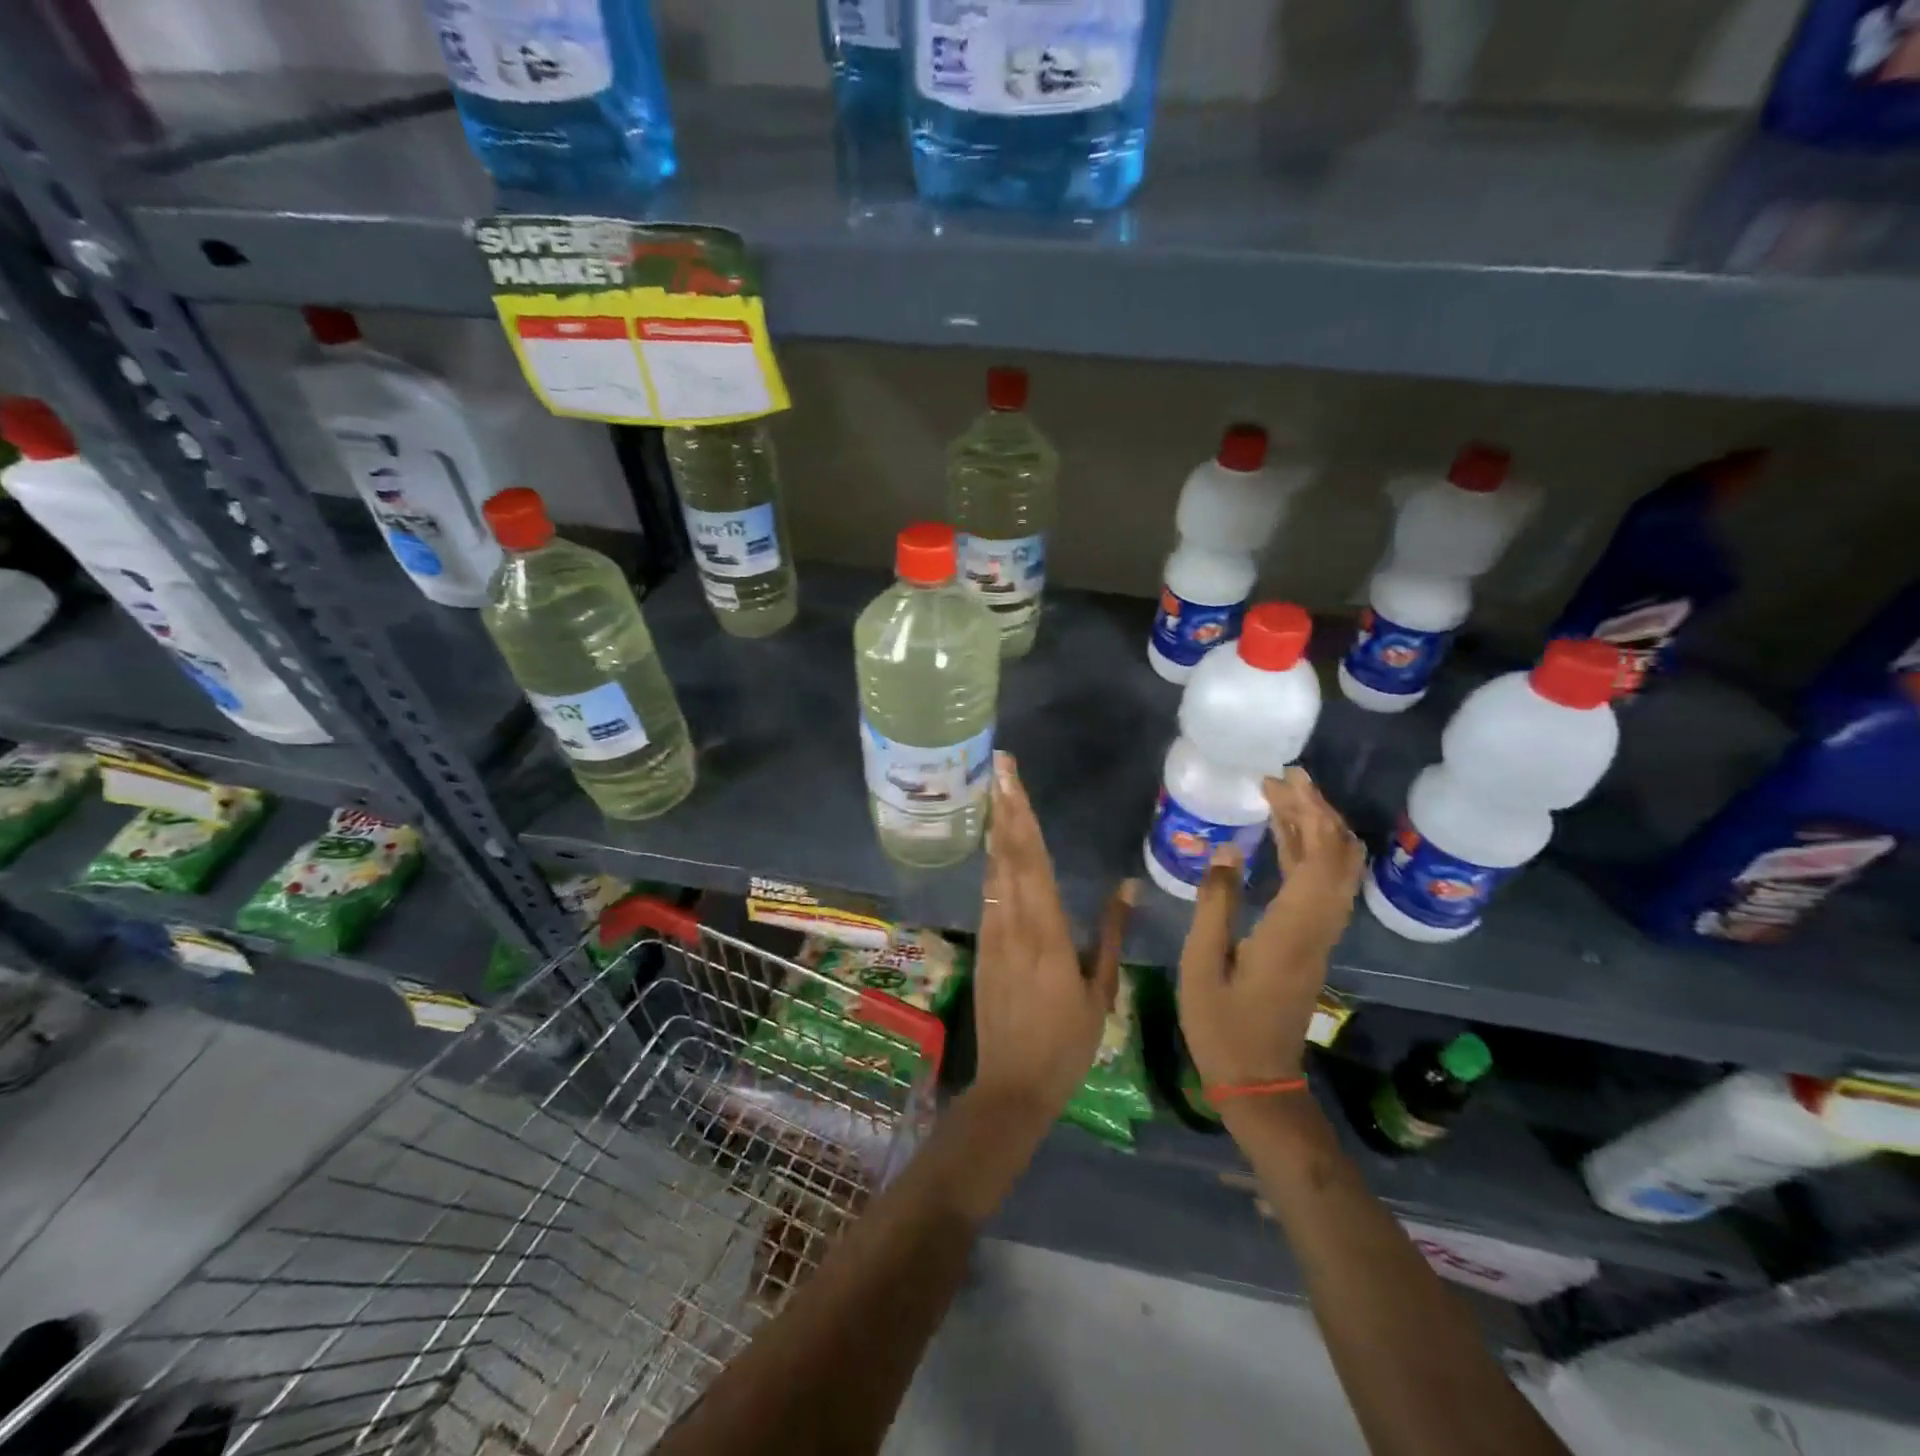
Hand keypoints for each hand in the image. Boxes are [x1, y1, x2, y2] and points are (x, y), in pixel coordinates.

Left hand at [973, 752, 1135, 1124]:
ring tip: (998, 792)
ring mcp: (992, 933)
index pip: (1031, 859)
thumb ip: (1111, 934)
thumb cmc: (1066, 1043)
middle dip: (1004, 806)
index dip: (1021, 814)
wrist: (1013, 1085)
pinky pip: (989, 894)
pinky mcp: (982, 946)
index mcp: (1046, 931)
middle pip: (1007, 853)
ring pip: (994, 870)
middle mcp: (1013, 923)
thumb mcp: (1099, 991)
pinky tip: (997, 846)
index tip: (1011, 778)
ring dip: (997, 829)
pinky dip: (993, 862)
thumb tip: (1128, 885)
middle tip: (1000, 766)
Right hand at [1178, 767, 1364, 1089]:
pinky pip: (1324, 887)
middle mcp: (1318, 928)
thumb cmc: (1222, 1025)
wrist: (1258, 1080)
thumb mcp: (1202, 964)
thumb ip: (1215, 904)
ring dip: (1318, 829)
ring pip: (1337, 871)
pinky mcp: (1313, 944)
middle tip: (1283, 779)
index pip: (1318, 859)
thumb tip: (1228, 850)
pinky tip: (1284, 839)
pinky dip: (1310, 854)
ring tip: (1284, 797)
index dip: (1308, 814)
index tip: (1282, 781)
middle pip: (1339, 858)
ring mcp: (1320, 937)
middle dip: (1318, 811)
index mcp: (1292, 930)